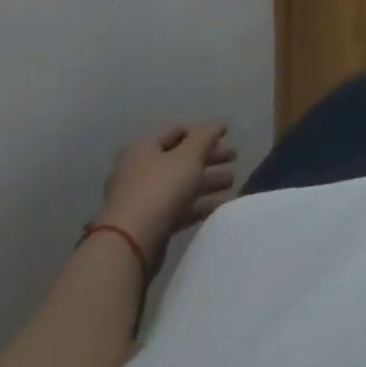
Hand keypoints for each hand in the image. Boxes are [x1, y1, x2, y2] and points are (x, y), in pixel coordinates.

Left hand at [95, 123, 236, 268]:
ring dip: (208, 181)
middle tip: (234, 158)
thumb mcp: (188, 156)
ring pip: (181, 183)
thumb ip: (205, 136)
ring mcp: (143, 198)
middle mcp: (139, 169)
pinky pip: (179, 206)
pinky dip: (199, 203)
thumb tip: (218, 123)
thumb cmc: (160, 188)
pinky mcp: (149, 223)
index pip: (177, 131)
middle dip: (209, 157)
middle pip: (181, 158)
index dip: (203, 132)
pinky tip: (221, 203)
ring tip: (233, 181)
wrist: (131, 243)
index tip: (226, 136)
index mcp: (143, 147)